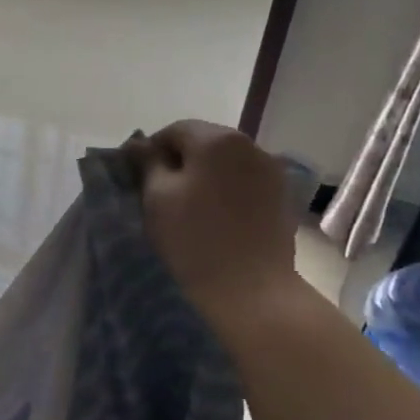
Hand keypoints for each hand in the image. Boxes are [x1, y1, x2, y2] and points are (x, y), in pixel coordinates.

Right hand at [126, 120, 298, 323]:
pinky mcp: (281, 197)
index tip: (140, 180)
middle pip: (204, 143)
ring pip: (225, 163)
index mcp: (216, 139)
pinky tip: (216, 218)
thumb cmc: (193, 239)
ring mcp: (271, 171)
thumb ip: (148, 163)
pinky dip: (226, 191)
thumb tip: (138, 144)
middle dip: (180, 162)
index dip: (152, 152)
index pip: (174, 130)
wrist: (249, 289)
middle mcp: (250, 145)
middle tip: (161, 196)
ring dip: (204, 177)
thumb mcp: (156, 197)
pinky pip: (244, 182)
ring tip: (189, 209)